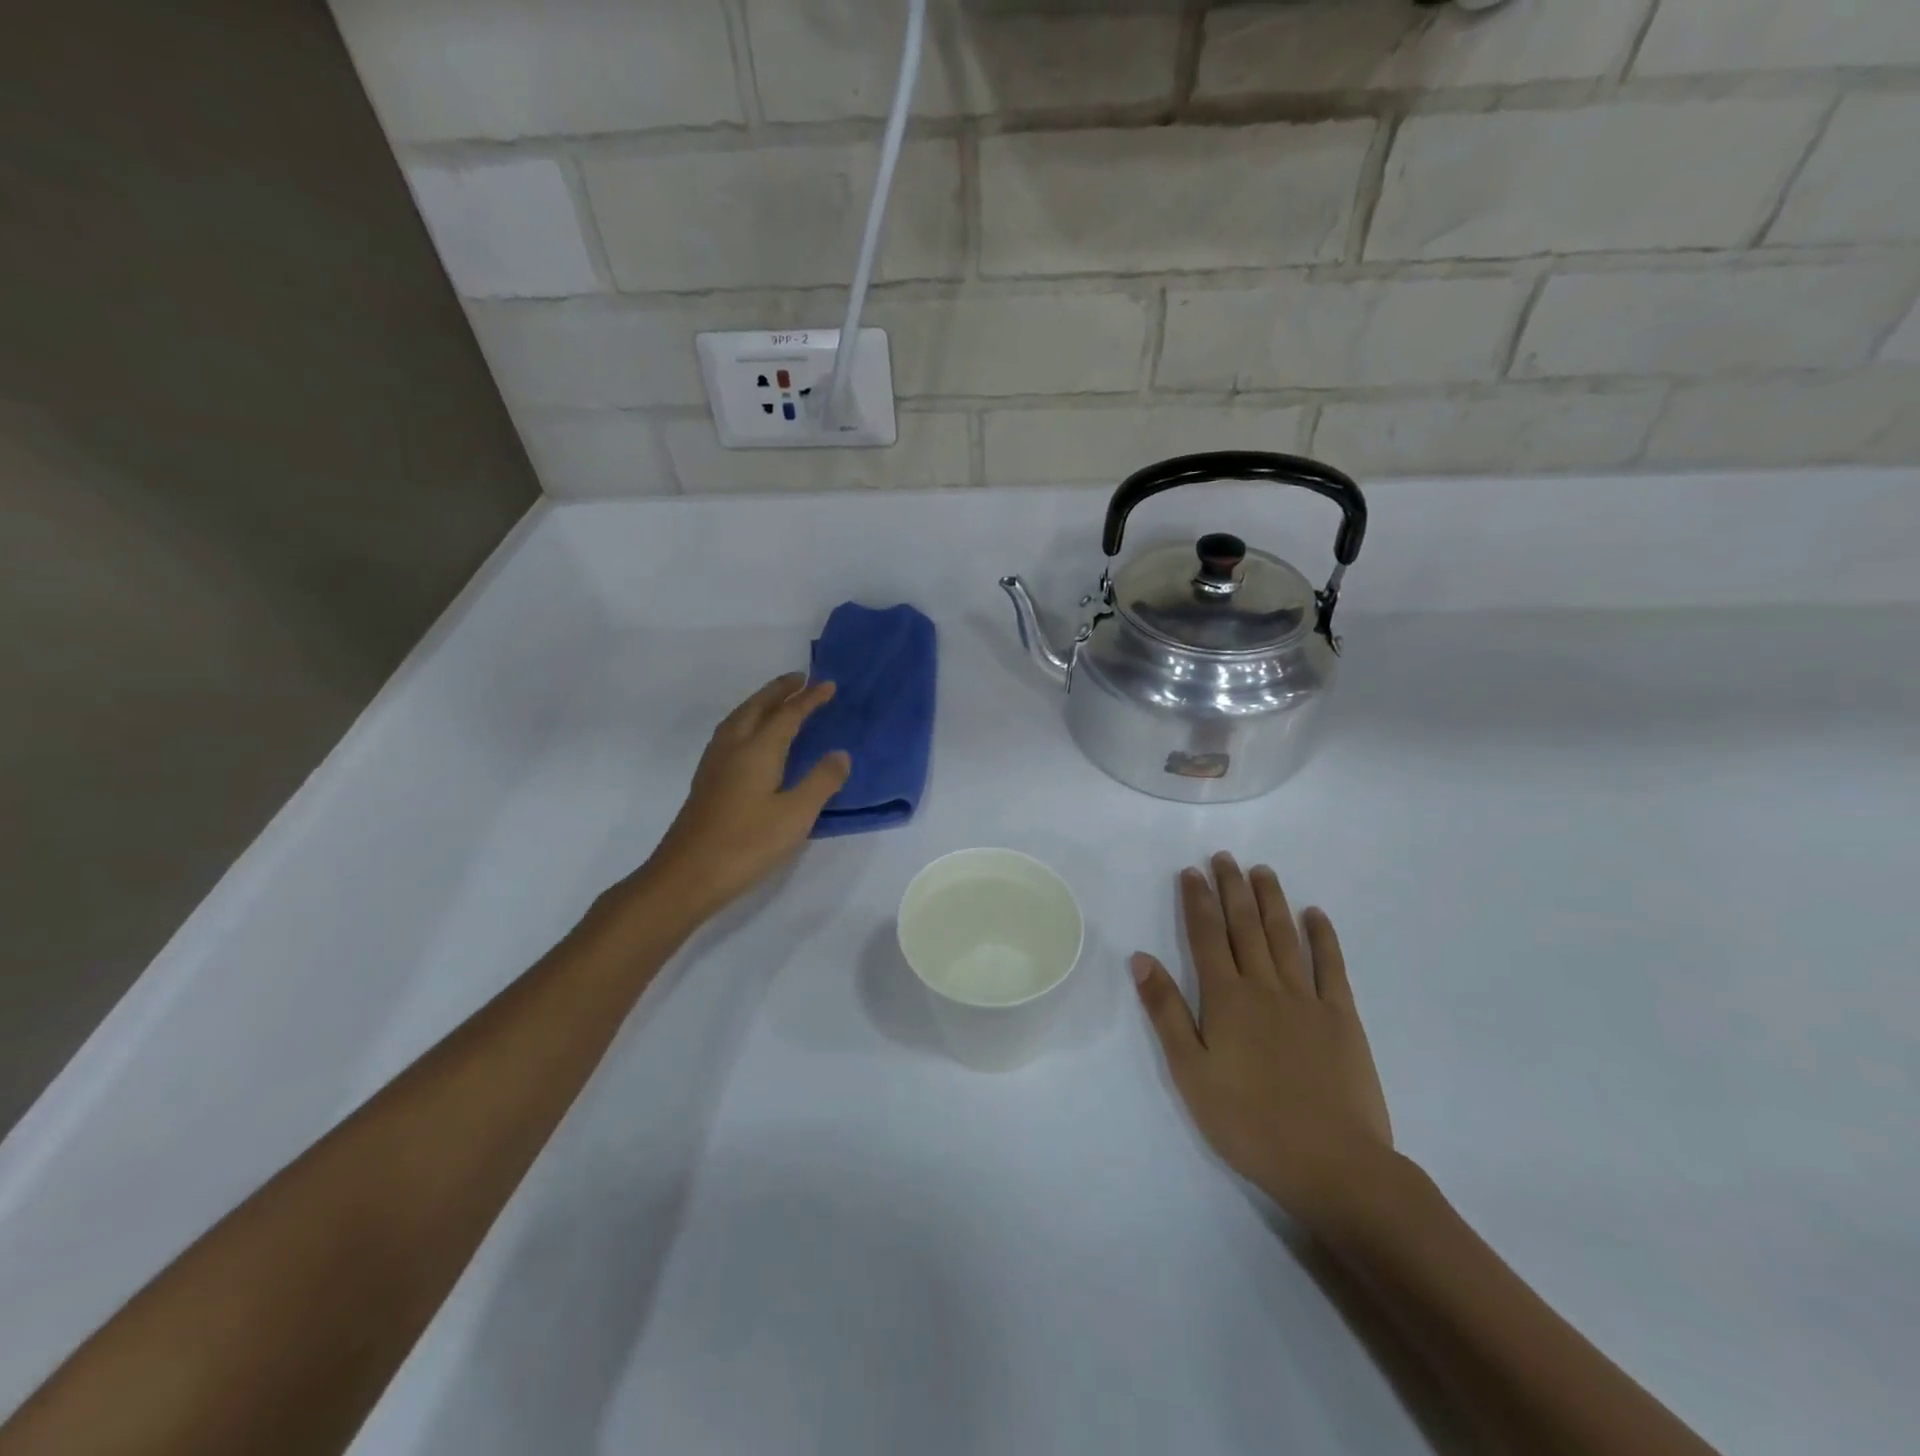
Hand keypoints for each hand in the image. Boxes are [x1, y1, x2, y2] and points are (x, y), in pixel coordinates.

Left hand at [644, 674, 851, 917]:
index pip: (788, 715)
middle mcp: (733, 748)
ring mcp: (715, 765)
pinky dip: (747, 721)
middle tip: (800, 679)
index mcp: (757, 750)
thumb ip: (821, 781)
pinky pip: (730, 734)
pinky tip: (750, 738)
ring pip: (739, 719)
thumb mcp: (796, 815)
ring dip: (759, 703)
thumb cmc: (746, 844)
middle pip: (756, 708)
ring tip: (776, 700)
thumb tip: (840, 754)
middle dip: (779, 691)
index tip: (828, 685)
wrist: (687, 875)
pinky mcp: (706, 782)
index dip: (809, 699)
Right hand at [1132, 853, 1394, 1232]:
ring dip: (1271, 900)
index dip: (1197, 901)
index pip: (1206, 936)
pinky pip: (1331, 966)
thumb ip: (1166, 1012)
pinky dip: (1323, 937)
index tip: (1191, 871)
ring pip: (1285, 936)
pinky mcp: (1343, 1018)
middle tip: (1225, 857)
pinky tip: (1315, 914)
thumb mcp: (1190, 1073)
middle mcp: (1265, 986)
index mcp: (1226, 999)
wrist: (1333, 1164)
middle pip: (1245, 926)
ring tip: (1262, 871)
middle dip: (1232, 888)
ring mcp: (1307, 999)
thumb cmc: (1249, 1123)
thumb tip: (1141, 958)